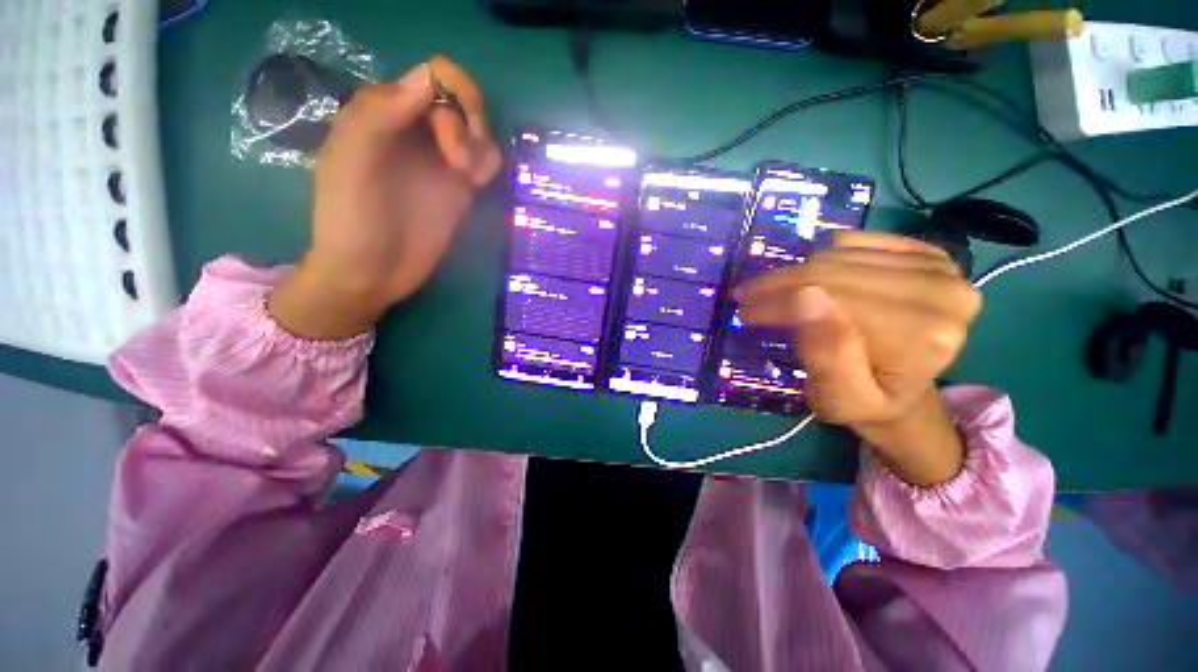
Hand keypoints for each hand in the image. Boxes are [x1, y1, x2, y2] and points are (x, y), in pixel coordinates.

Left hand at [269, 56, 502, 339]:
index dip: (450, 98)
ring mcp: (440, 161)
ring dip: (482, 146)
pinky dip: (488, 164)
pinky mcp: (459, 188)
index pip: (433, 76)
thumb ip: (379, 115)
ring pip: (479, 130)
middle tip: (459, 166)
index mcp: (384, 114)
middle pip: (463, 101)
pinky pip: (485, 161)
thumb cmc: (352, 220)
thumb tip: (429, 78)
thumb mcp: (350, 162)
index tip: (446, 140)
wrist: (372, 272)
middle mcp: (416, 131)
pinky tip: (476, 183)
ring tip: (468, 178)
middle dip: (470, 125)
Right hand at [735, 233, 982, 485]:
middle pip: (835, 272)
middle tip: (745, 297)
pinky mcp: (924, 251)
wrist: (903, 394)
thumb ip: (828, 357)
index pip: (833, 301)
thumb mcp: (840, 398)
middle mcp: (943, 291)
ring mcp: (938, 265)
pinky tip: (811, 281)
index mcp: (925, 335)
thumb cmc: (865, 403)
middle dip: (778, 284)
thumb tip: (805, 298)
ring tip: (770, 293)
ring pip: (837, 254)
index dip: (778, 304)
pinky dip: (820, 257)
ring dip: (793, 273)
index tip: (742, 311)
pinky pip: (852, 241)